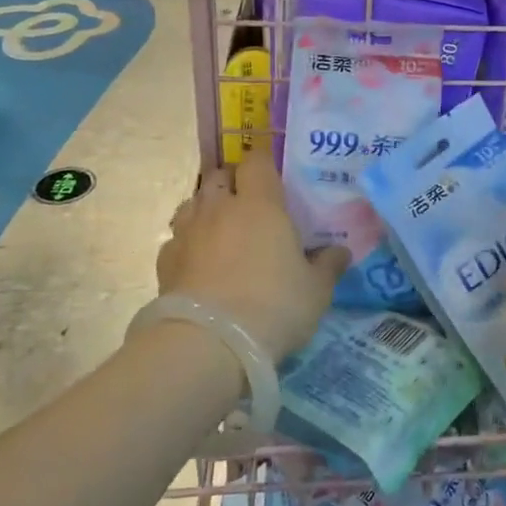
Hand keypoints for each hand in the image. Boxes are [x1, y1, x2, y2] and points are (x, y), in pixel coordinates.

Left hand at [157, 137, 346, 361]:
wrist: (208, 343)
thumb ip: (328, 266)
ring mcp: (187, 233)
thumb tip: (340, 251)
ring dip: (207, 210)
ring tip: (222, 232)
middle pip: (219, 176)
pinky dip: (187, 244)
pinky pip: (176, 239)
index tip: (274, 178)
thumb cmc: (273, 306)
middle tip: (250, 205)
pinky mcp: (164, 262)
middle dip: (232, 184)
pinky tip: (199, 264)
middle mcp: (220, 208)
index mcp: (260, 204)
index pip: (257, 161)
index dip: (264, 164)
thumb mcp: (316, 290)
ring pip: (193, 203)